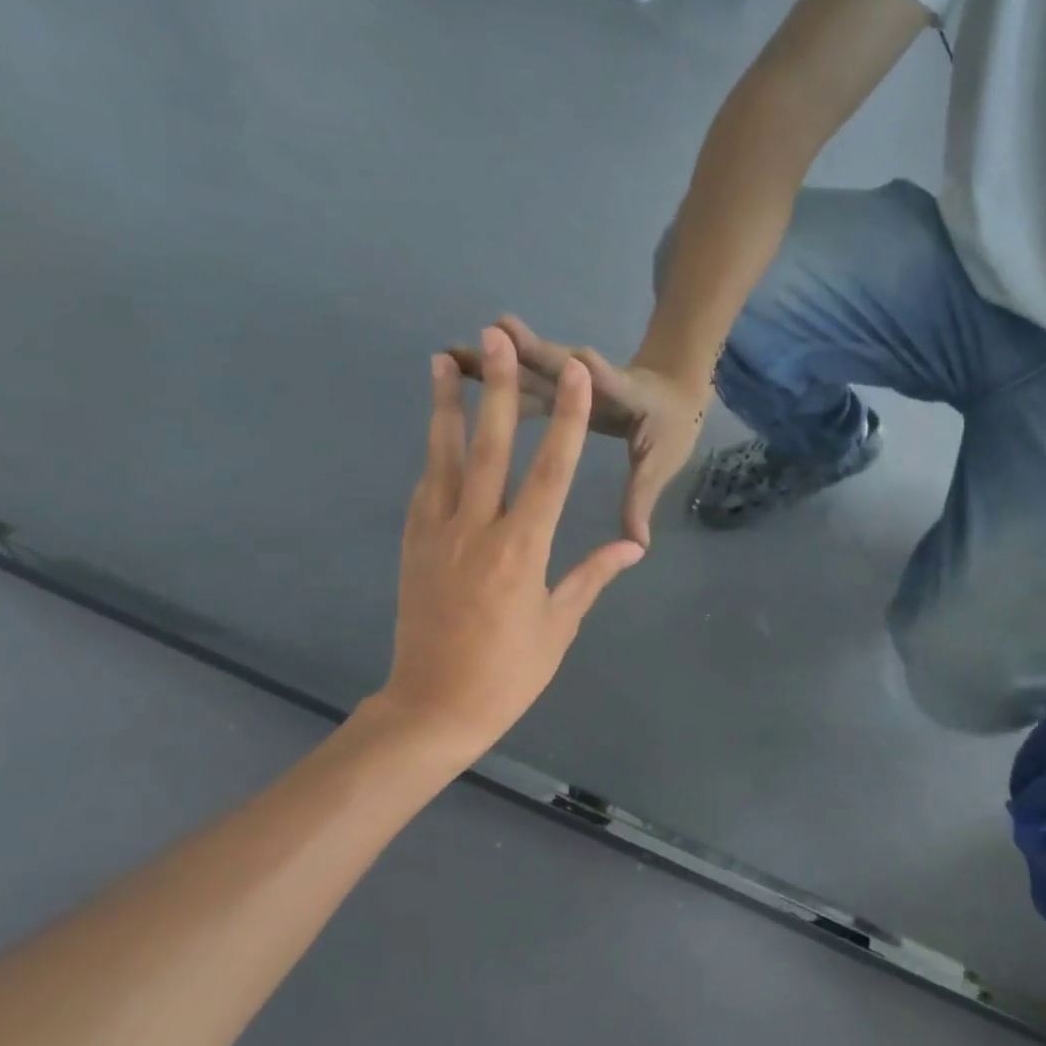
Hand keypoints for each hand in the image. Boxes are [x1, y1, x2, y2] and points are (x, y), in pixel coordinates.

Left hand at [372, 327, 644, 760]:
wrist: (434, 707)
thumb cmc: (509, 672)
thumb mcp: (559, 626)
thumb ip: (593, 575)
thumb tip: (634, 546)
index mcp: (523, 549)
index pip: (550, 471)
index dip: (565, 419)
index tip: (571, 376)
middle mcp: (478, 529)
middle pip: (490, 447)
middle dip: (498, 389)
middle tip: (494, 338)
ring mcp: (438, 534)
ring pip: (444, 458)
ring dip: (446, 407)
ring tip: (442, 361)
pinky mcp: (412, 545)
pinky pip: (425, 489)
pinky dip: (433, 455)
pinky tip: (436, 432)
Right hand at [450, 315, 708, 546]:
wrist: (672, 390)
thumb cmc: (669, 428)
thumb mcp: (661, 462)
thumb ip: (642, 499)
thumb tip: (639, 545)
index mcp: (628, 397)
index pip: (612, 385)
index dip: (596, 377)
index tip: (580, 364)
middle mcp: (595, 380)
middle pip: (561, 366)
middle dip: (532, 353)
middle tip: (497, 335)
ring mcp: (573, 378)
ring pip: (533, 371)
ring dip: (497, 362)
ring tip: (452, 355)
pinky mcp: (557, 382)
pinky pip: (523, 382)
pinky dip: (492, 377)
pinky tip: (455, 371)